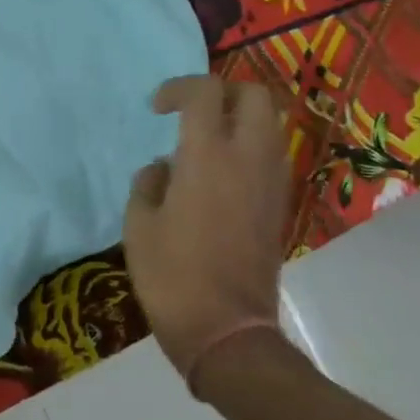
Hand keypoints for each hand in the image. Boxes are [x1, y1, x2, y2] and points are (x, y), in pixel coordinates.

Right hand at [122, 75, 292, 387]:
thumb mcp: (139, 224)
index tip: (157, 109)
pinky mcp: (280, 206)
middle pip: (254, 95)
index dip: (179, 88)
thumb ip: (149, 183)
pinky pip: (271, 156)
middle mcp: (248, 158)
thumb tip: (164, 169)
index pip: (205, 92)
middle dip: (222, 92)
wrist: (227, 331)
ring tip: (204, 143)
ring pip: (270, 124)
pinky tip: (220, 176)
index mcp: (208, 156)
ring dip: (239, 120)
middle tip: (192, 112)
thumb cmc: (172, 275)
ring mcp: (272, 182)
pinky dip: (249, 149)